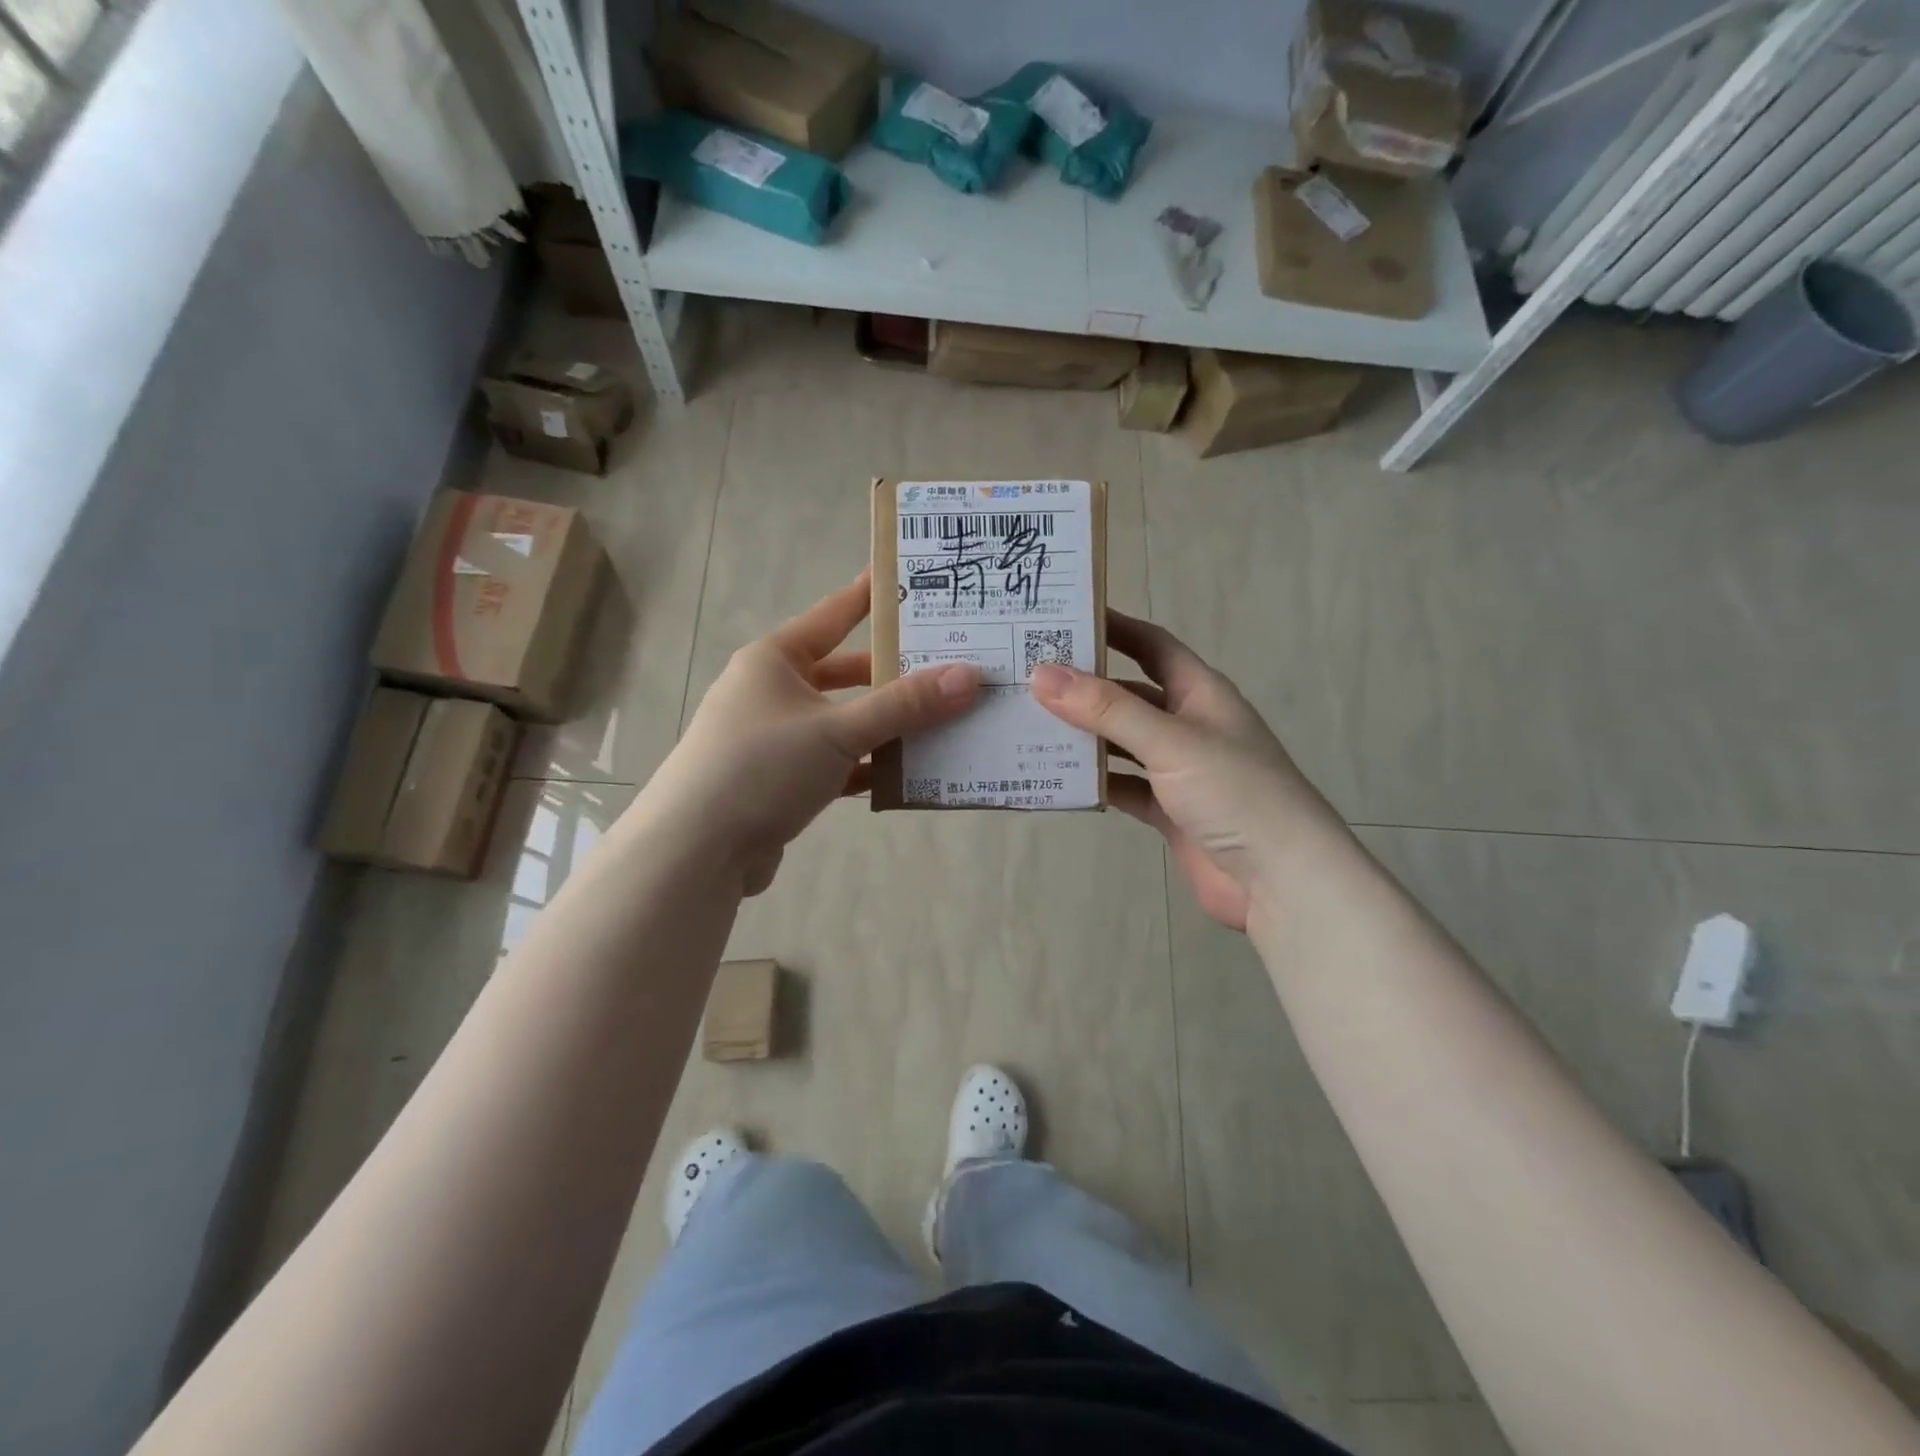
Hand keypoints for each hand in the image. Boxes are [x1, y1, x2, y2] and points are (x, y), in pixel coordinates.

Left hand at [644, 569, 978, 894]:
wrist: (696, 852)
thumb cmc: (762, 768)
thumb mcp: (838, 731)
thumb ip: (904, 705)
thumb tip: (968, 676)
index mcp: (774, 660)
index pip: (833, 614)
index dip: (872, 596)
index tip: (911, 578)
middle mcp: (771, 692)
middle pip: (844, 674)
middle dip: (893, 676)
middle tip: (947, 667)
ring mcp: (774, 738)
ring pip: (843, 722)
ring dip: (885, 727)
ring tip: (942, 722)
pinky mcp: (779, 781)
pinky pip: (835, 764)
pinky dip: (866, 767)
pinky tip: (906, 774)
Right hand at [1029, 610, 1342, 930]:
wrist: (1281, 880)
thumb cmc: (1235, 793)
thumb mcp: (1170, 741)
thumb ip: (1107, 709)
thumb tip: (1042, 675)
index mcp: (1200, 693)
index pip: (1152, 645)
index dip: (1114, 627)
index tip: (1065, 617)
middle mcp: (1188, 725)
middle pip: (1128, 694)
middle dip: (1084, 685)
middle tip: (1028, 676)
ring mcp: (1178, 770)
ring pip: (1121, 742)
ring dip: (1083, 736)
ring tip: (1028, 724)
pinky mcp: (1168, 810)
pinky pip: (1122, 786)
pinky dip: (1094, 782)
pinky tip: (1056, 778)